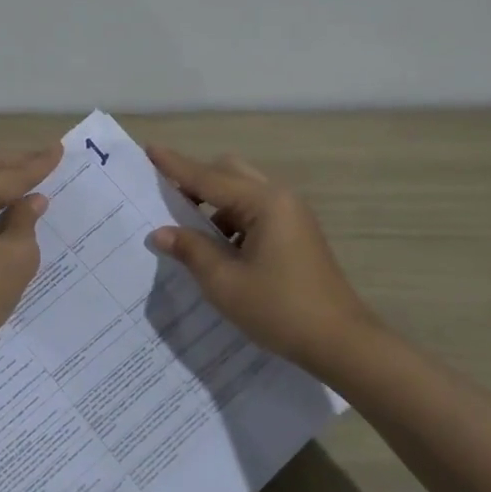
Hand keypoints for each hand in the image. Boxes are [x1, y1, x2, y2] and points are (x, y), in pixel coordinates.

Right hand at [148, 146, 381, 374]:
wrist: (340, 342)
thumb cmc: (279, 309)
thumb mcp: (224, 283)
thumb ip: (190, 250)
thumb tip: (161, 233)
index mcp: (264, 203)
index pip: (208, 178)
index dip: (175, 166)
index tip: (150, 149)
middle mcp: (280, 198)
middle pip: (229, 173)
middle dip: (196, 180)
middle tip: (165, 196)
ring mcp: (292, 215)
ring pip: (242, 192)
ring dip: (213, 203)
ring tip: (187, 230)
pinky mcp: (296, 233)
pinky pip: (255, 211)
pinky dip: (231, 219)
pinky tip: (217, 249)